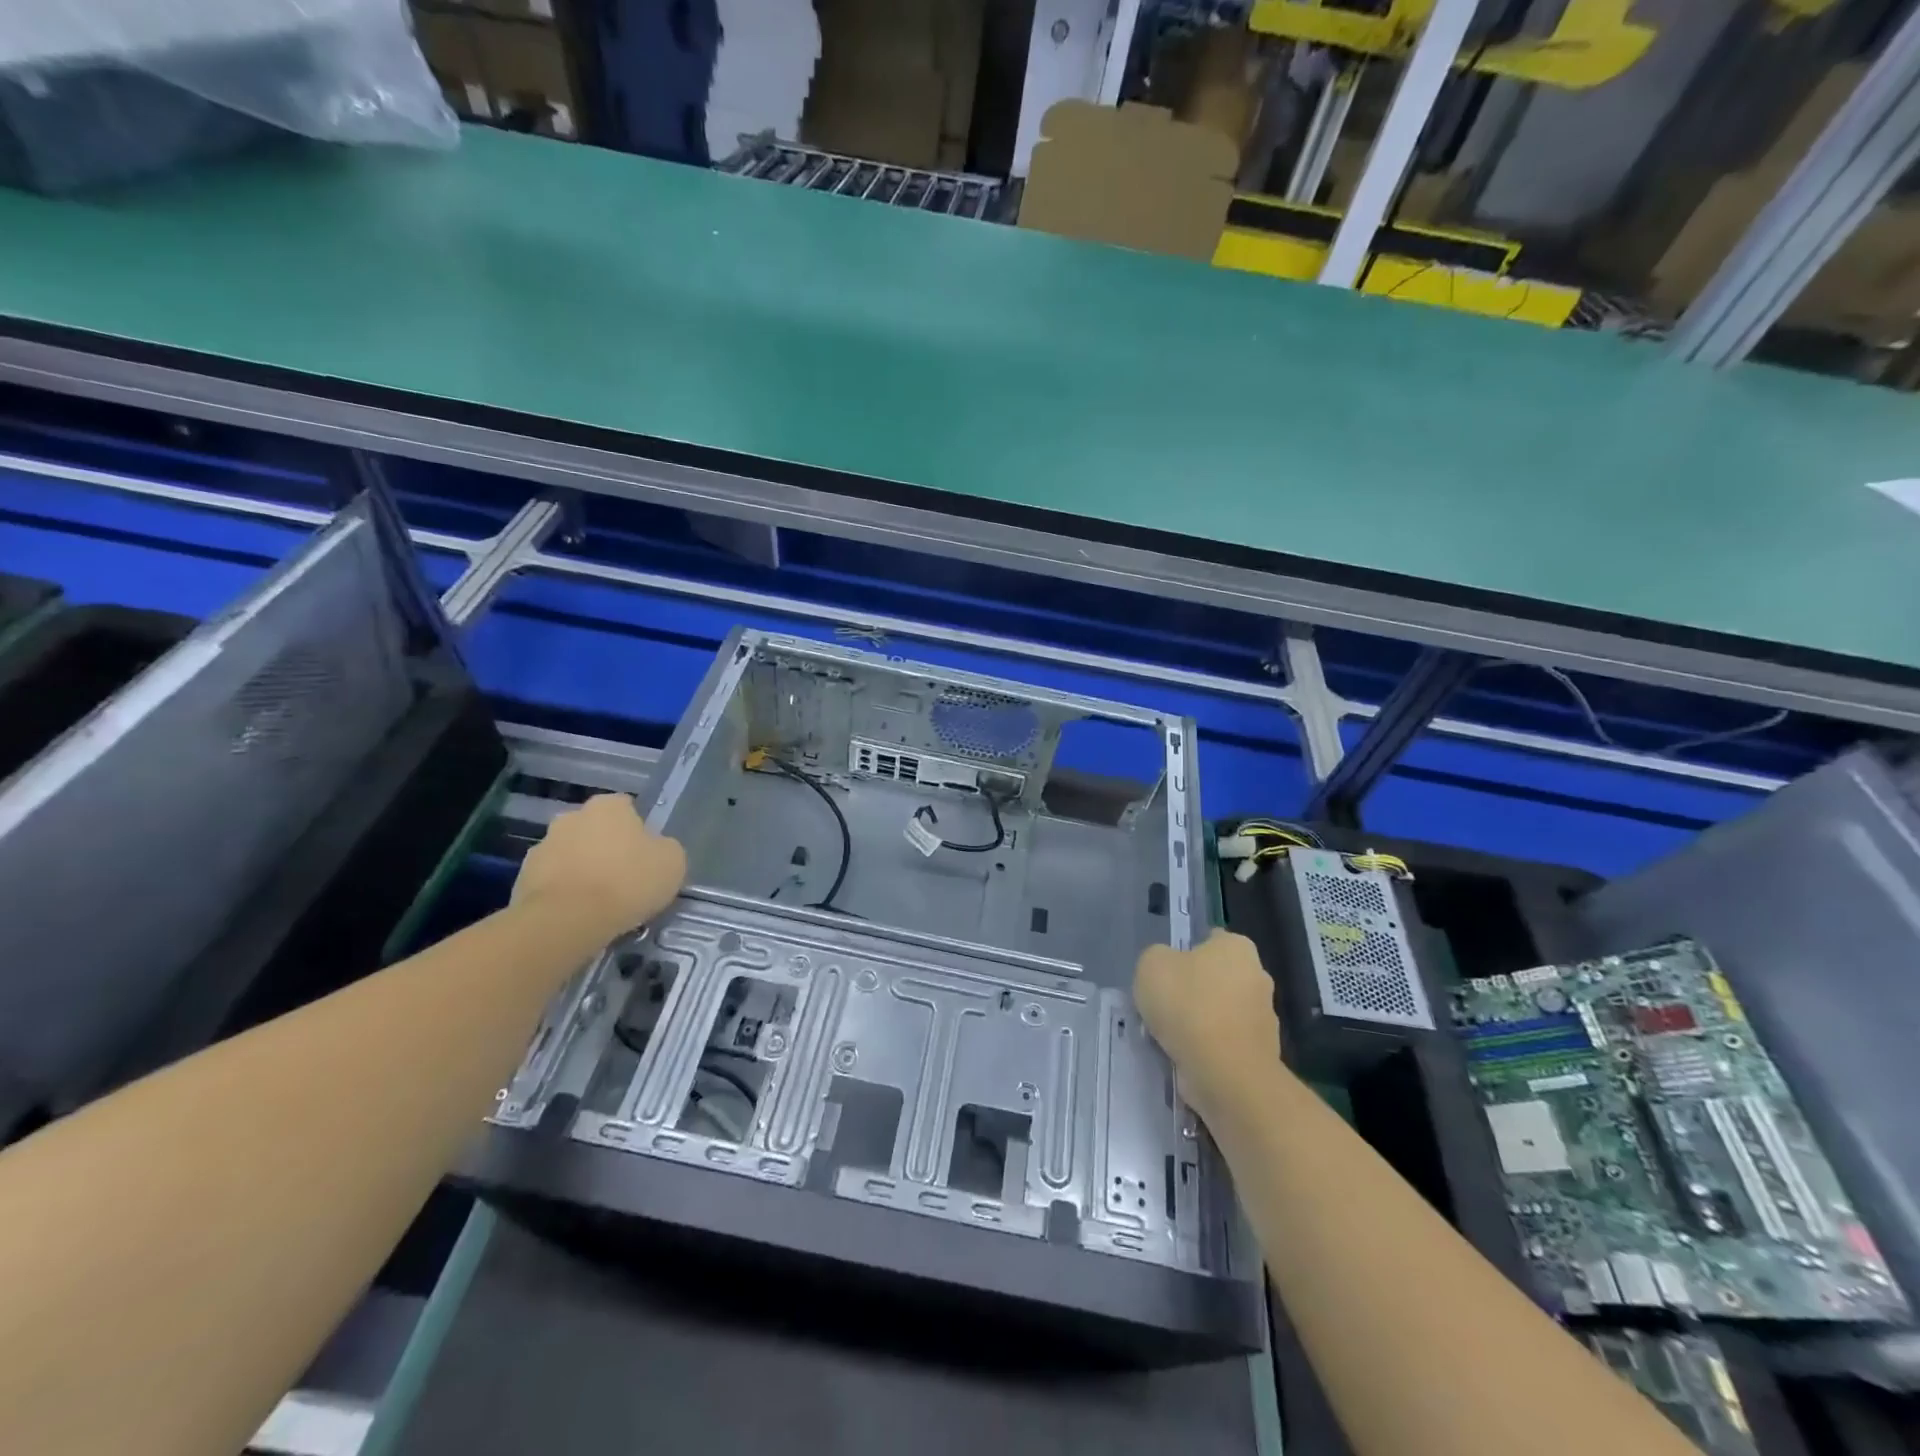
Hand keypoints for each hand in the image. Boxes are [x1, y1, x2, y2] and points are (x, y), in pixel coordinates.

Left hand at [512, 794, 686, 942]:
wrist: (567, 921)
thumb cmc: (628, 882)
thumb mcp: (672, 862)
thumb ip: (664, 848)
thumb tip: (655, 850)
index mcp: (608, 806)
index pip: (627, 807)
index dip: (638, 830)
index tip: (645, 855)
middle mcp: (571, 817)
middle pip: (594, 829)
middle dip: (604, 847)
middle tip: (622, 877)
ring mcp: (542, 846)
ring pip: (570, 854)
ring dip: (581, 869)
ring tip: (598, 902)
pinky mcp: (522, 878)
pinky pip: (551, 881)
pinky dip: (562, 892)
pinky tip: (577, 915)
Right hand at [1134, 931, 1280, 1126]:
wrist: (1225, 1072)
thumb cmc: (1188, 1005)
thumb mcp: (1152, 965)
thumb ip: (1158, 959)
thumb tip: (1168, 969)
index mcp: (1237, 947)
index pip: (1211, 940)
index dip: (1185, 952)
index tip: (1166, 972)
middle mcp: (1258, 976)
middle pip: (1218, 977)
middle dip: (1196, 989)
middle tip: (1165, 1004)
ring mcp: (1265, 1017)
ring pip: (1223, 1012)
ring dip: (1202, 1021)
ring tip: (1172, 1037)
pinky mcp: (1262, 1053)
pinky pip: (1226, 1043)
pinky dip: (1210, 1048)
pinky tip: (1188, 1057)